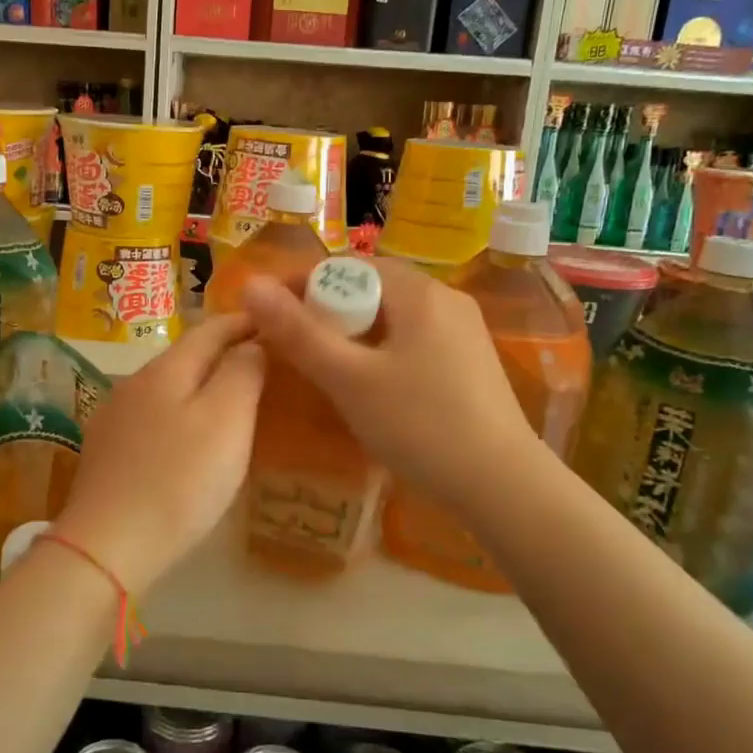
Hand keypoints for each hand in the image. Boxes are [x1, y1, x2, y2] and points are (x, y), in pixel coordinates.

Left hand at [52, 313, 264, 595]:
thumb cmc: (178, 480)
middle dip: (224, 351)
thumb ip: (243, 372)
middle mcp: (135, 383)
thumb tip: (252, 343)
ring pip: (168, 386)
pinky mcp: (107, 451)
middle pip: (186, 355)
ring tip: (234, 398)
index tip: (276, 324)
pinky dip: (181, 414)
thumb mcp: (226, 420)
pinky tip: (191, 436)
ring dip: (202, 384)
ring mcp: (115, 417)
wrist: (107, 546)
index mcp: (166, 369)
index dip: (244, 322)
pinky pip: (154, 416)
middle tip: (263, 361)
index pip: (210, 328)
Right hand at [238, 259, 538, 507]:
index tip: (270, 316)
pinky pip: (413, 338)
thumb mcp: (349, 379)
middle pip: (371, 289)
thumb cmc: (420, 426)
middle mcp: (446, 299)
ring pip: (392, 316)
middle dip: (327, 310)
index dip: (302, 284)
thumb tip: (250, 285)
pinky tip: (372, 386)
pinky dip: (381, 350)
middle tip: (295, 347)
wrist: (503, 485)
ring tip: (326, 368)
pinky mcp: (470, 360)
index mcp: (419, 292)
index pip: (347, 266)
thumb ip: (298, 332)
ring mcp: (463, 330)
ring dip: (353, 333)